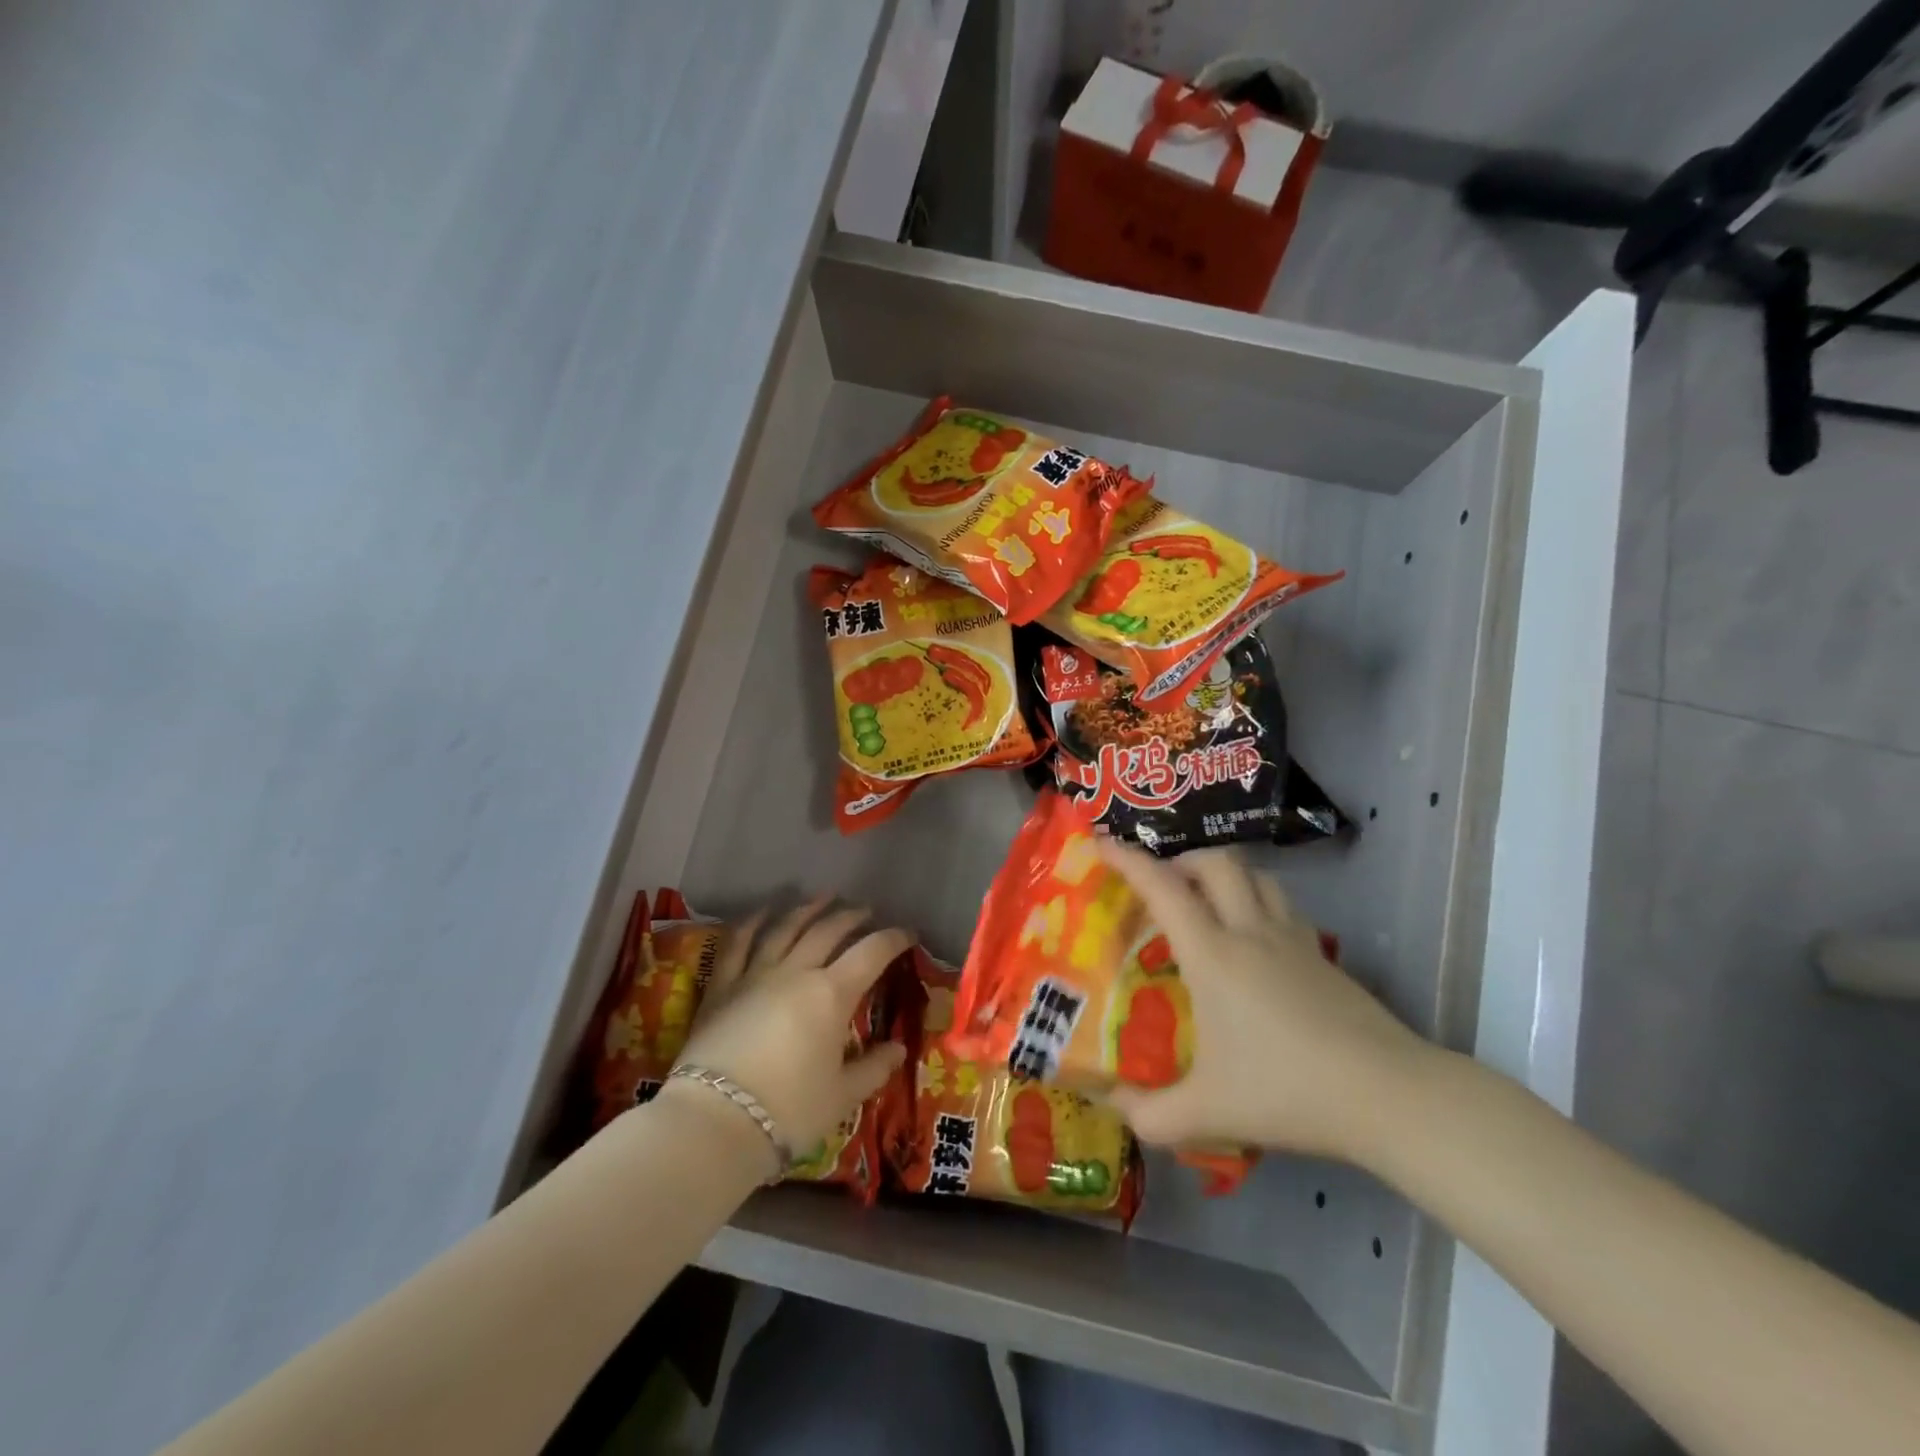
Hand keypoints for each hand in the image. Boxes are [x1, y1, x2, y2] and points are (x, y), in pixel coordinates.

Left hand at [666, 898, 910, 1168]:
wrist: (715, 1122)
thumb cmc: (789, 1111)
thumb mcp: (842, 1096)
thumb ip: (873, 1068)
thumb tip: (898, 1049)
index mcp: (831, 995)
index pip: (871, 953)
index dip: (893, 939)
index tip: (908, 933)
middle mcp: (795, 972)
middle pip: (827, 931)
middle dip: (851, 916)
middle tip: (865, 910)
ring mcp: (755, 974)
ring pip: (784, 928)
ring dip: (806, 909)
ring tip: (822, 897)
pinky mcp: (721, 987)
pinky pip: (737, 943)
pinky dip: (752, 922)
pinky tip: (763, 911)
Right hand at [1097, 841, 1434, 1165]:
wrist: (1387, 1095)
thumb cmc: (1288, 1091)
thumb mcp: (1207, 1113)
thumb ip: (1150, 1114)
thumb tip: (1114, 1104)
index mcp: (1213, 954)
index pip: (1163, 888)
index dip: (1128, 859)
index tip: (1101, 842)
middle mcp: (1251, 931)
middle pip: (1217, 862)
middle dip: (1182, 859)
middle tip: (1162, 885)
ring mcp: (1293, 939)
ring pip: (1256, 876)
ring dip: (1224, 874)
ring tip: (1206, 901)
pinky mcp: (1323, 955)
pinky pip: (1282, 904)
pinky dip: (1257, 900)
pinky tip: (1254, 938)